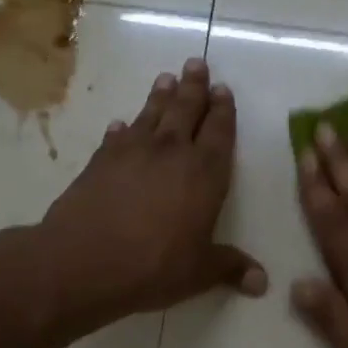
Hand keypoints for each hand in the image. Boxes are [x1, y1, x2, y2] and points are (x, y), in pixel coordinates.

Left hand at [35, 58, 264, 334]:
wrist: (84, 261)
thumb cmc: (154, 265)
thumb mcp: (199, 272)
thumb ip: (230, 268)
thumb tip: (262, 283)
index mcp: (205, 173)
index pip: (219, 132)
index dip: (223, 110)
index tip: (223, 90)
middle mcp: (172, 153)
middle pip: (186, 110)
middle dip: (194, 87)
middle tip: (197, 63)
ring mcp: (132, 152)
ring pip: (152, 114)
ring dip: (161, 95)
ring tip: (166, 77)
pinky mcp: (100, 161)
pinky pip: (116, 136)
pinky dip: (121, 128)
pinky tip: (121, 123)